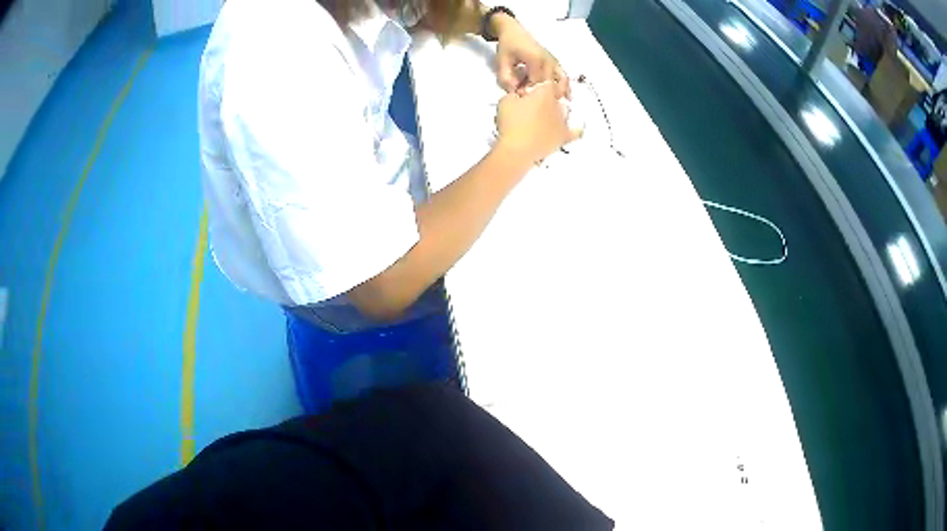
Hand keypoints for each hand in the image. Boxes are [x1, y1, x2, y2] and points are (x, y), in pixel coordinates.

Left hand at [494, 16, 570, 98]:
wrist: (514, 31)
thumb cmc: (507, 46)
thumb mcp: (502, 60)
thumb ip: (506, 76)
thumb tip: (513, 92)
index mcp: (535, 60)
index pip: (536, 83)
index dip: (530, 93)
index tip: (521, 98)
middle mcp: (548, 61)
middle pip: (549, 85)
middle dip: (542, 95)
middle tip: (532, 102)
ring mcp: (554, 61)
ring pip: (561, 82)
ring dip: (557, 93)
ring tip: (551, 103)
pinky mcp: (556, 62)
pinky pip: (564, 76)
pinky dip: (565, 87)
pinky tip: (566, 98)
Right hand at [495, 81, 582, 163]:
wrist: (517, 150)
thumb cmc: (510, 123)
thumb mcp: (505, 101)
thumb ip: (515, 94)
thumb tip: (520, 96)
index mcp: (545, 92)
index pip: (547, 83)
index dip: (538, 86)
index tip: (529, 91)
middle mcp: (558, 104)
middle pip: (557, 96)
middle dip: (547, 98)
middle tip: (534, 104)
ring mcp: (563, 121)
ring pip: (565, 111)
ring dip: (557, 111)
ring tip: (546, 116)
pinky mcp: (564, 137)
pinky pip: (576, 131)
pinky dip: (576, 128)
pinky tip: (577, 127)